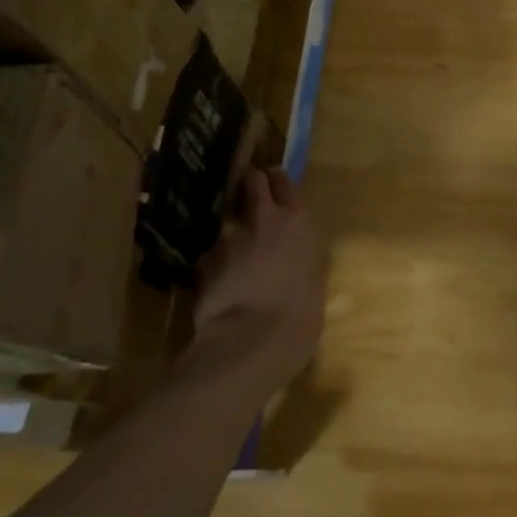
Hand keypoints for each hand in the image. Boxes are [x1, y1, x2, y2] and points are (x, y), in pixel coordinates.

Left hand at [189, 167, 325, 396]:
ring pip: (227, 225)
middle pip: (252, 186)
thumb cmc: (301, 312)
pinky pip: (210, 257)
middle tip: (250, 190)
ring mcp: (228, 241)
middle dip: (249, 185)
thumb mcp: (313, 279)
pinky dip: (215, 263)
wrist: (253, 339)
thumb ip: (300, 258)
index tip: (273, 176)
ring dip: (231, 234)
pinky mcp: (204, 265)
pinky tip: (218, 279)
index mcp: (298, 223)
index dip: (277, 179)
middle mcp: (263, 222)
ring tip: (234, 252)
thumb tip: (292, 258)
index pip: (285, 184)